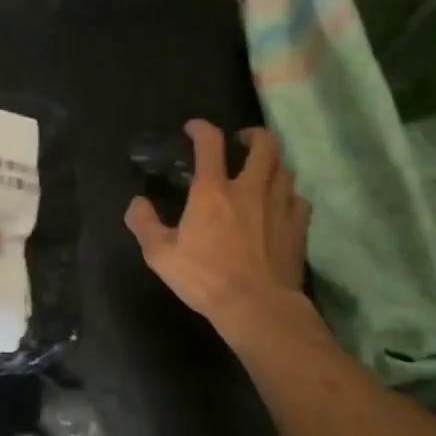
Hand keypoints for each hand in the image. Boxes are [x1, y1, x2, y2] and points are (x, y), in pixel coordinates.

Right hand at [125, 121, 310, 345]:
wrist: (258, 307)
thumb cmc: (206, 278)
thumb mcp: (161, 256)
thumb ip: (144, 224)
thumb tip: (136, 203)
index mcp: (213, 190)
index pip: (210, 143)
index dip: (201, 128)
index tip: (193, 129)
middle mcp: (249, 188)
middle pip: (263, 145)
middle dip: (253, 135)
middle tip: (242, 141)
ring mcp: (279, 205)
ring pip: (283, 169)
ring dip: (271, 164)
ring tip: (261, 172)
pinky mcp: (298, 226)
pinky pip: (298, 198)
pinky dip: (289, 195)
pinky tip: (281, 204)